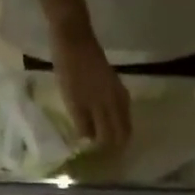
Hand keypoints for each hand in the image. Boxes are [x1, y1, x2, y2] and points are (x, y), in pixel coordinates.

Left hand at [51, 27, 131, 148]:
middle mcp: (116, 102)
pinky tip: (115, 120)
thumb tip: (89, 141)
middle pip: (123, 131)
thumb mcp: (71, 99)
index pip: (110, 137)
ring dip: (121, 133)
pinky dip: (122, 118)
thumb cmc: (68, 68)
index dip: (106, 150)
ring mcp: (118, 91)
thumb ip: (82, 121)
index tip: (100, 159)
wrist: (74, 36)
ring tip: (113, 141)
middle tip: (108, 153)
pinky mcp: (116, 83)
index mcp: (105, 107)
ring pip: (126, 120)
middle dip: (117, 144)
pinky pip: (124, 108)